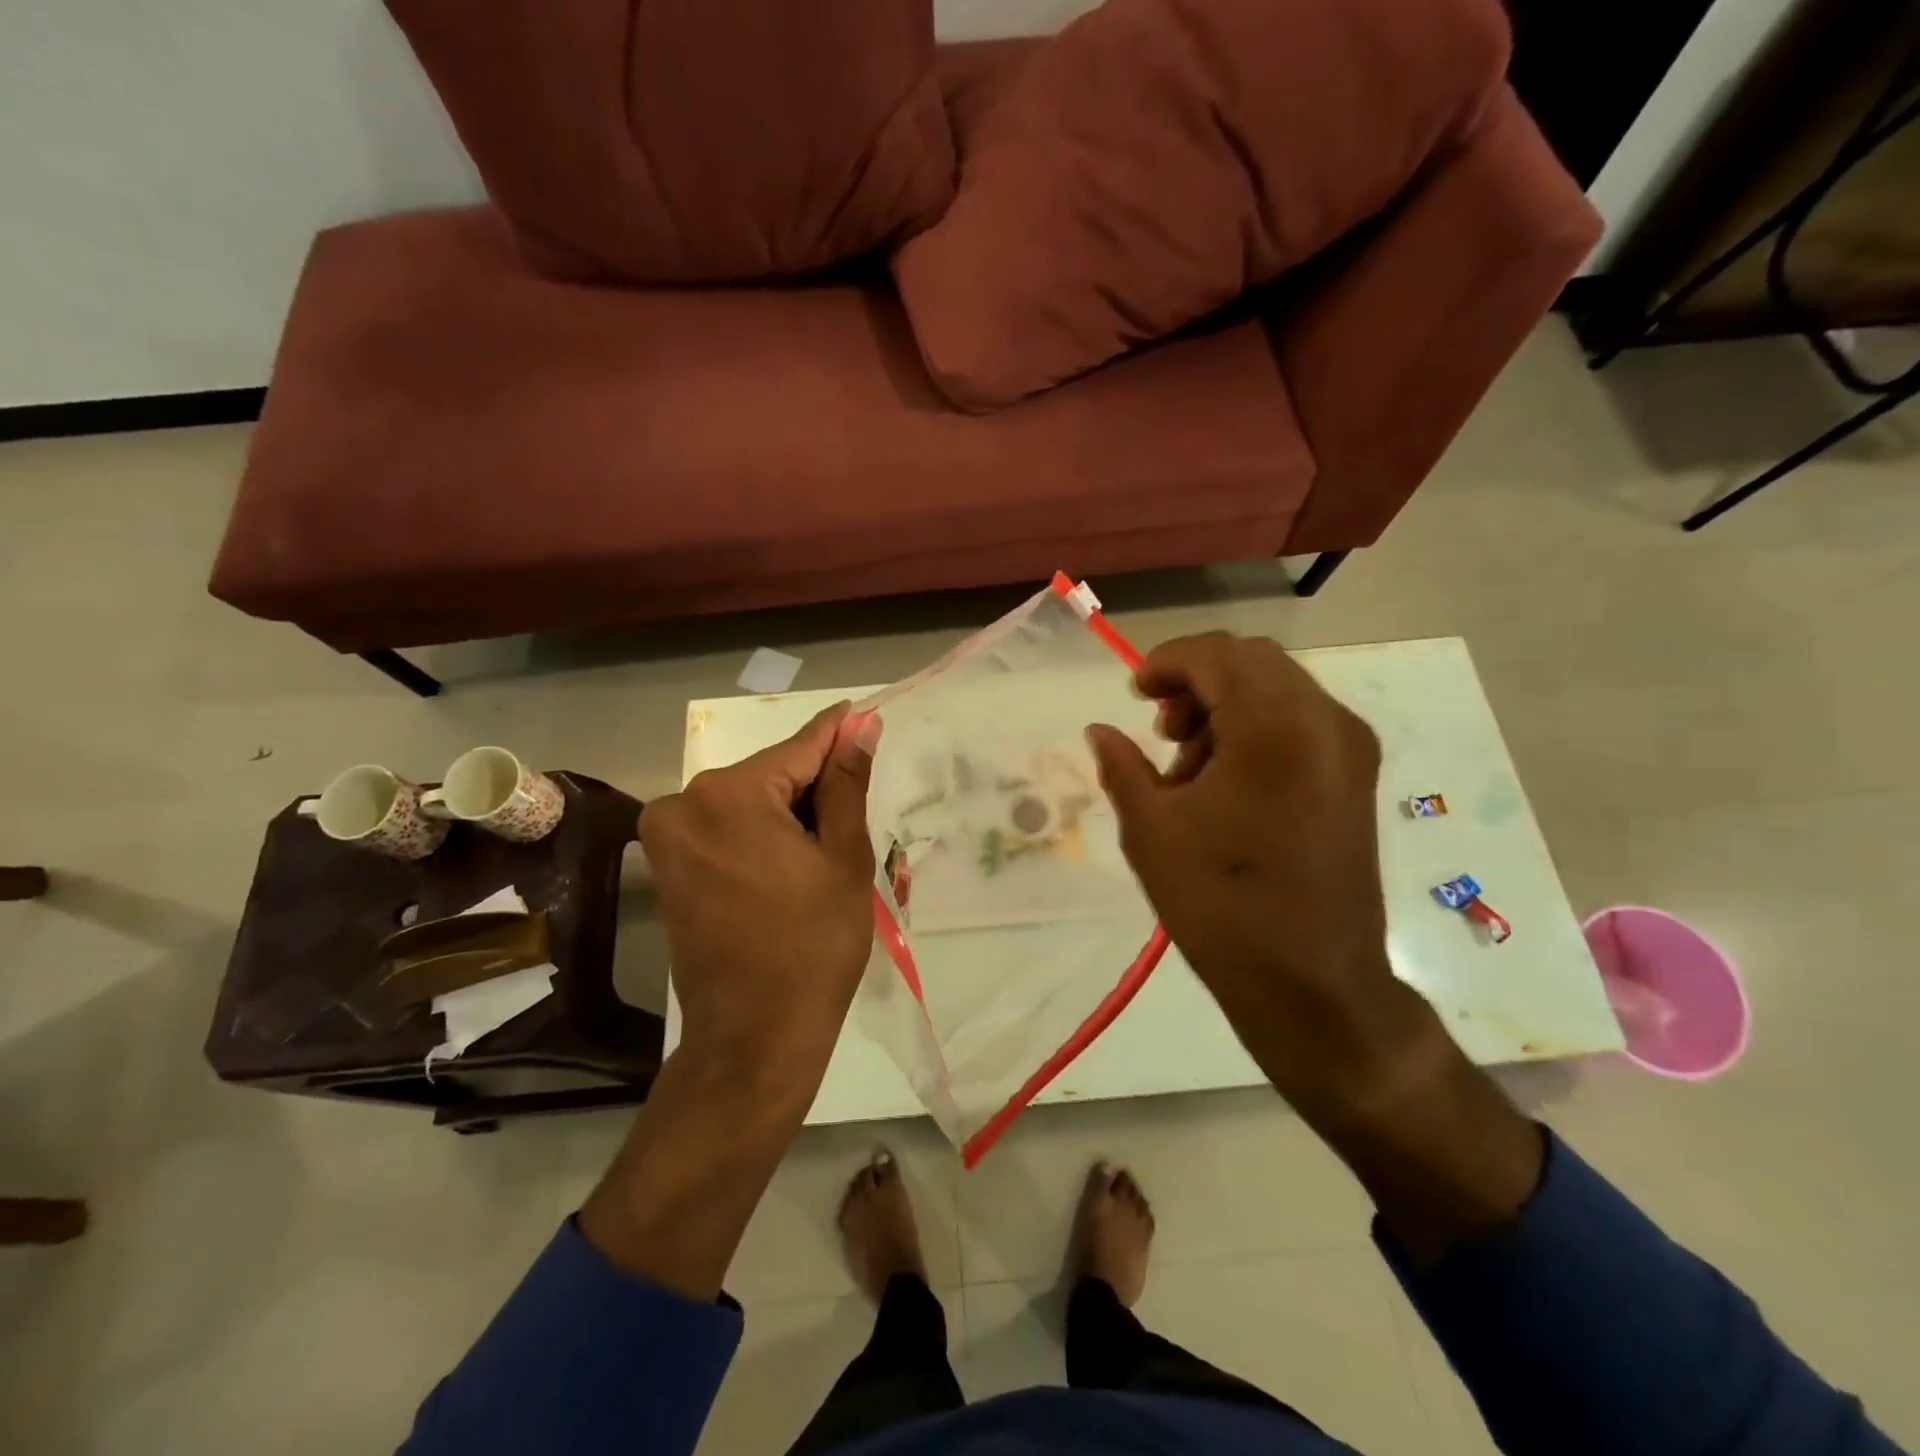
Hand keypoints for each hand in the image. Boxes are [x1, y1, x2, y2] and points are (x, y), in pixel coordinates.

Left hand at [641, 702, 882, 1098]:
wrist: (754, 1034)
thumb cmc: (814, 944)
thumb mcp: (843, 857)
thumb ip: (847, 784)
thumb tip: (860, 728)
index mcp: (729, 794)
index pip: (798, 747)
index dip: (837, 732)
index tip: (863, 713)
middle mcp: (684, 802)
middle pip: (769, 774)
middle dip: (813, 783)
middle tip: (856, 805)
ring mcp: (668, 836)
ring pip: (747, 801)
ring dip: (788, 810)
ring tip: (830, 843)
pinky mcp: (667, 865)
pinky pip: (725, 827)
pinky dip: (761, 832)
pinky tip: (794, 858)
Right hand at [1085, 632, 1413, 1107]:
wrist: (1312, 985)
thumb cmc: (1221, 905)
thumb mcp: (1152, 832)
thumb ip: (1122, 767)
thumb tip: (1100, 730)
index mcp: (1275, 728)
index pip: (1219, 656)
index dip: (1168, 662)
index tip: (1134, 693)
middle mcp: (1325, 723)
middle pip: (1253, 663)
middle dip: (1198, 681)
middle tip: (1160, 729)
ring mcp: (1350, 750)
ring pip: (1279, 689)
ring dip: (1226, 705)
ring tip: (1187, 765)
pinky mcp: (1356, 778)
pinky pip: (1300, 722)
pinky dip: (1256, 728)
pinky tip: (1225, 781)